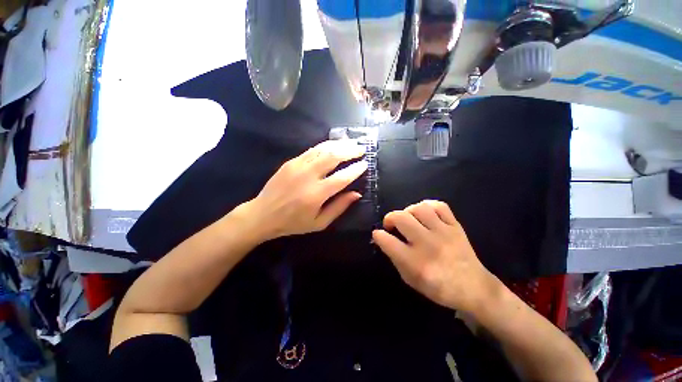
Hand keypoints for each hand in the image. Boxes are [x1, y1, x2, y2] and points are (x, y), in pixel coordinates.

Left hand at [244, 140, 367, 240]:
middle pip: (333, 157)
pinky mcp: (291, 162)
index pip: (342, 177)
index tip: (365, 164)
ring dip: (339, 144)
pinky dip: (326, 145)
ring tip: (351, 143)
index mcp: (316, 194)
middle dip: (350, 151)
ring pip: (323, 149)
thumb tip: (356, 194)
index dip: (355, 170)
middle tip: (361, 148)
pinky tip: (334, 144)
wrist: (263, 214)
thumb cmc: (293, 223)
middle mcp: (308, 176)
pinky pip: (312, 150)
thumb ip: (339, 207)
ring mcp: (298, 166)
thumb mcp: (319, 223)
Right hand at [372, 200, 497, 312]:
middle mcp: (428, 244)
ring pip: (419, 208)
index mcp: (415, 262)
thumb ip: (395, 258)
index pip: (388, 241)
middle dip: (389, 218)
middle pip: (401, 218)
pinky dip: (428, 206)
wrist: (474, 288)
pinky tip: (424, 214)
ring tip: (408, 219)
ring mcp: (444, 232)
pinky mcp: (455, 226)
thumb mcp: (410, 280)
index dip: (378, 235)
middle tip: (391, 225)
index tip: (378, 234)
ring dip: (408, 211)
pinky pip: (439, 206)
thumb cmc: (439, 288)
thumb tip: (384, 239)